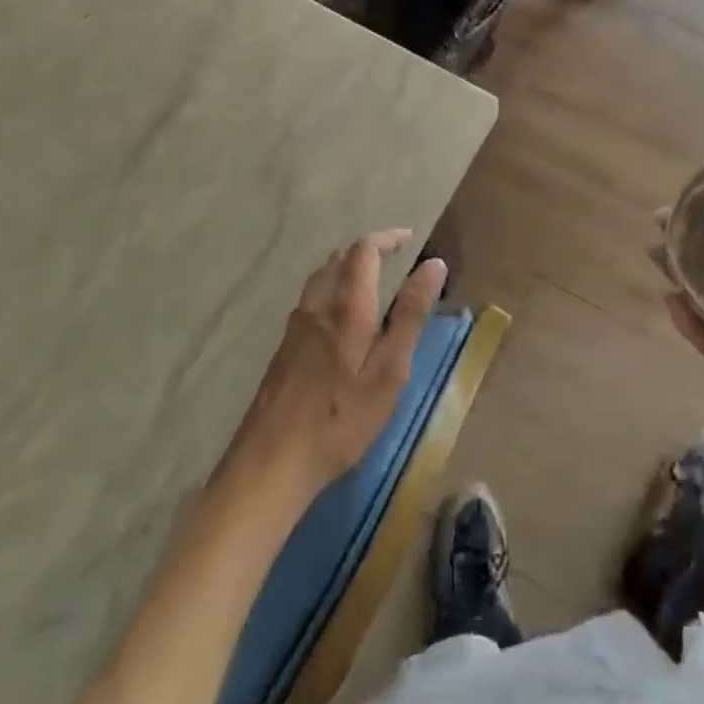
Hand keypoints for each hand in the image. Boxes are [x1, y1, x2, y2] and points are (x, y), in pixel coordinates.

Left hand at [219, 230, 447, 501]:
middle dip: (366, 251)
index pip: (364, 251)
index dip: (387, 238)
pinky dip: (329, 291)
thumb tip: (434, 265)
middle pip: (339, 259)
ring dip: (345, 269)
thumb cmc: (340, 419)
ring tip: (367, 282)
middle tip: (392, 260)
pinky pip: (309, 301)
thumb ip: (410, 315)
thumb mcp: (389, 371)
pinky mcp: (282, 350)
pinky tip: (337, 320)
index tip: (409, 239)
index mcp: (347, 307)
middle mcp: (317, 306)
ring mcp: (294, 328)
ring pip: (320, 279)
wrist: (270, 465)